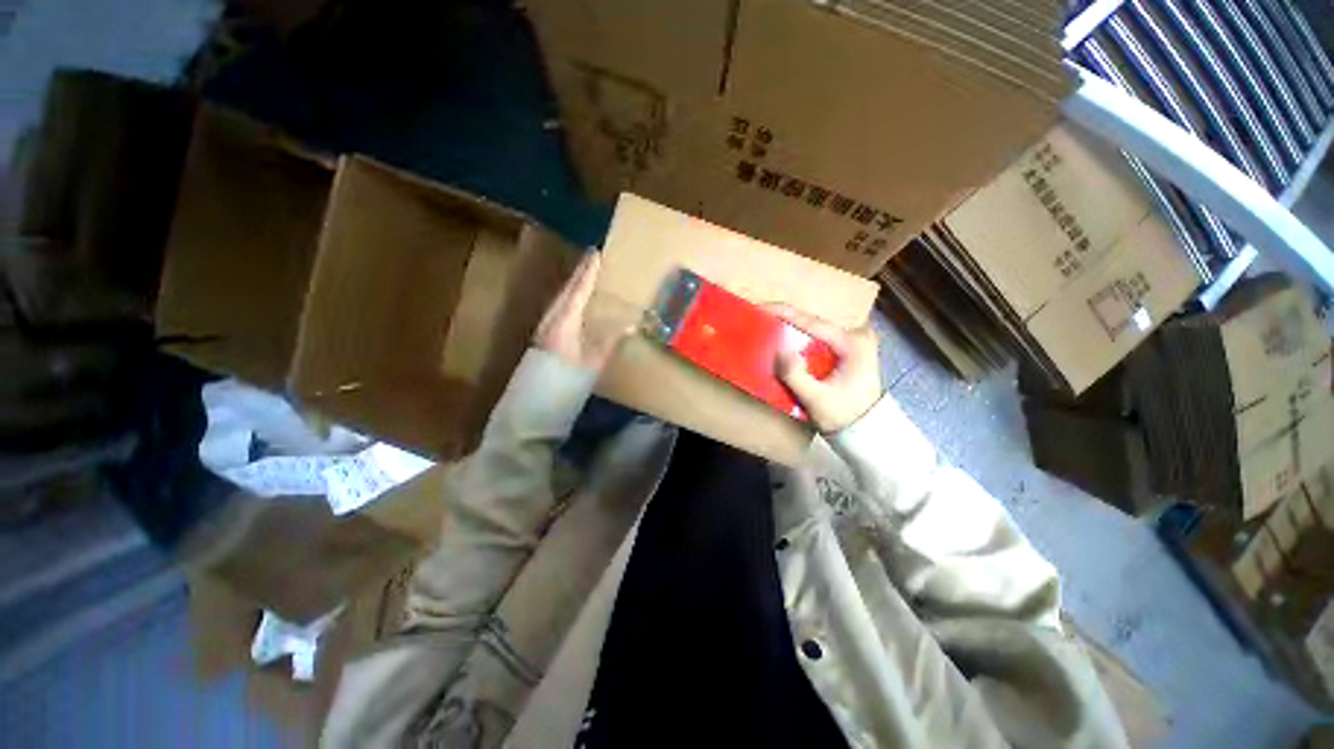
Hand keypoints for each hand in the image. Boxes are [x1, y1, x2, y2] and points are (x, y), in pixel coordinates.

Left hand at [534, 251, 627, 371]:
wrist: (536, 401)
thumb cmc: (567, 380)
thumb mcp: (593, 362)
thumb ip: (610, 341)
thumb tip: (630, 325)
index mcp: (564, 321)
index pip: (578, 290)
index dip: (588, 273)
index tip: (596, 254)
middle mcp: (552, 317)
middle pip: (567, 290)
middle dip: (580, 274)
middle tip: (592, 259)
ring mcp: (546, 326)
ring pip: (561, 297)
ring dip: (574, 284)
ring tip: (586, 275)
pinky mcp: (544, 334)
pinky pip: (559, 307)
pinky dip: (569, 298)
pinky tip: (575, 301)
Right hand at [768, 305, 882, 432]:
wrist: (864, 431)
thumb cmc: (843, 416)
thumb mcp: (816, 399)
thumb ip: (795, 375)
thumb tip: (777, 349)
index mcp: (853, 343)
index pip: (813, 322)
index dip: (785, 313)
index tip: (761, 307)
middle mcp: (855, 336)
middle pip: (812, 322)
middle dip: (785, 320)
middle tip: (759, 317)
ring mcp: (851, 342)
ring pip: (813, 329)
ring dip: (789, 329)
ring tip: (766, 326)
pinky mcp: (844, 351)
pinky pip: (816, 339)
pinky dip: (797, 339)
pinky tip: (781, 340)